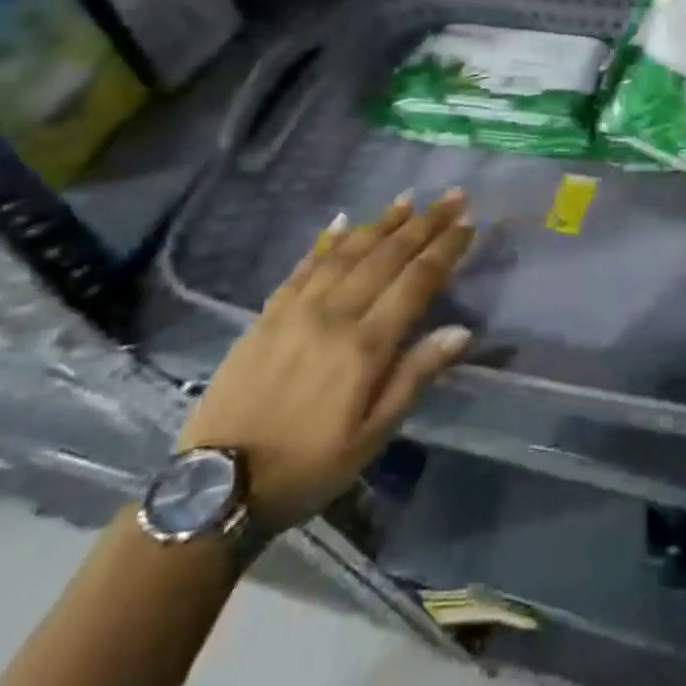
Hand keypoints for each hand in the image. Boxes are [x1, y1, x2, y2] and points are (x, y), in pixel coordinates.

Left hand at [177, 190, 474, 529]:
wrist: (216, 488)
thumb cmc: (308, 467)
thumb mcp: (372, 436)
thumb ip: (415, 376)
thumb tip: (461, 330)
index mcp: (364, 346)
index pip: (416, 281)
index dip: (445, 249)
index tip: (469, 223)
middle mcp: (333, 315)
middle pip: (387, 256)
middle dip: (424, 223)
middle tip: (453, 196)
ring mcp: (296, 310)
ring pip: (348, 252)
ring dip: (382, 222)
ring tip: (409, 198)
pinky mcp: (267, 315)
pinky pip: (303, 267)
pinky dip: (327, 241)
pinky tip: (343, 221)